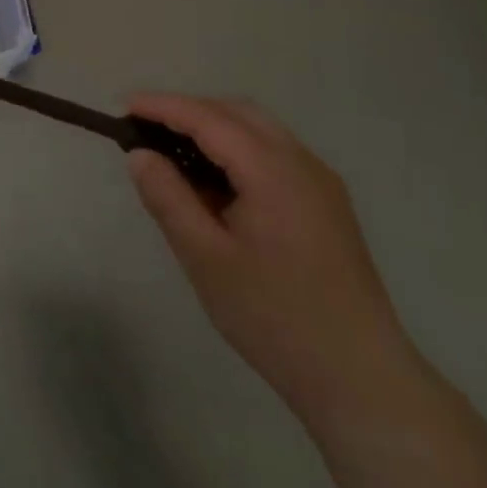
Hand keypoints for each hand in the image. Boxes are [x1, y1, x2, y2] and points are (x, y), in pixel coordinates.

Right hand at [126, 95, 417, 417]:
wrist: (362, 382)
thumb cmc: (275, 318)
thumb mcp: (206, 258)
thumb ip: (168, 198)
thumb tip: (139, 154)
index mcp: (273, 170)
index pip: (207, 118)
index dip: (163, 107)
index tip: (124, 106)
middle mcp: (301, 162)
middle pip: (236, 113)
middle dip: (188, 112)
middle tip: (146, 132)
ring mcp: (320, 182)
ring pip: (258, 130)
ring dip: (214, 129)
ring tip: (175, 156)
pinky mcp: (328, 204)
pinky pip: (275, 154)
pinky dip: (238, 150)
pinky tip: (218, 185)